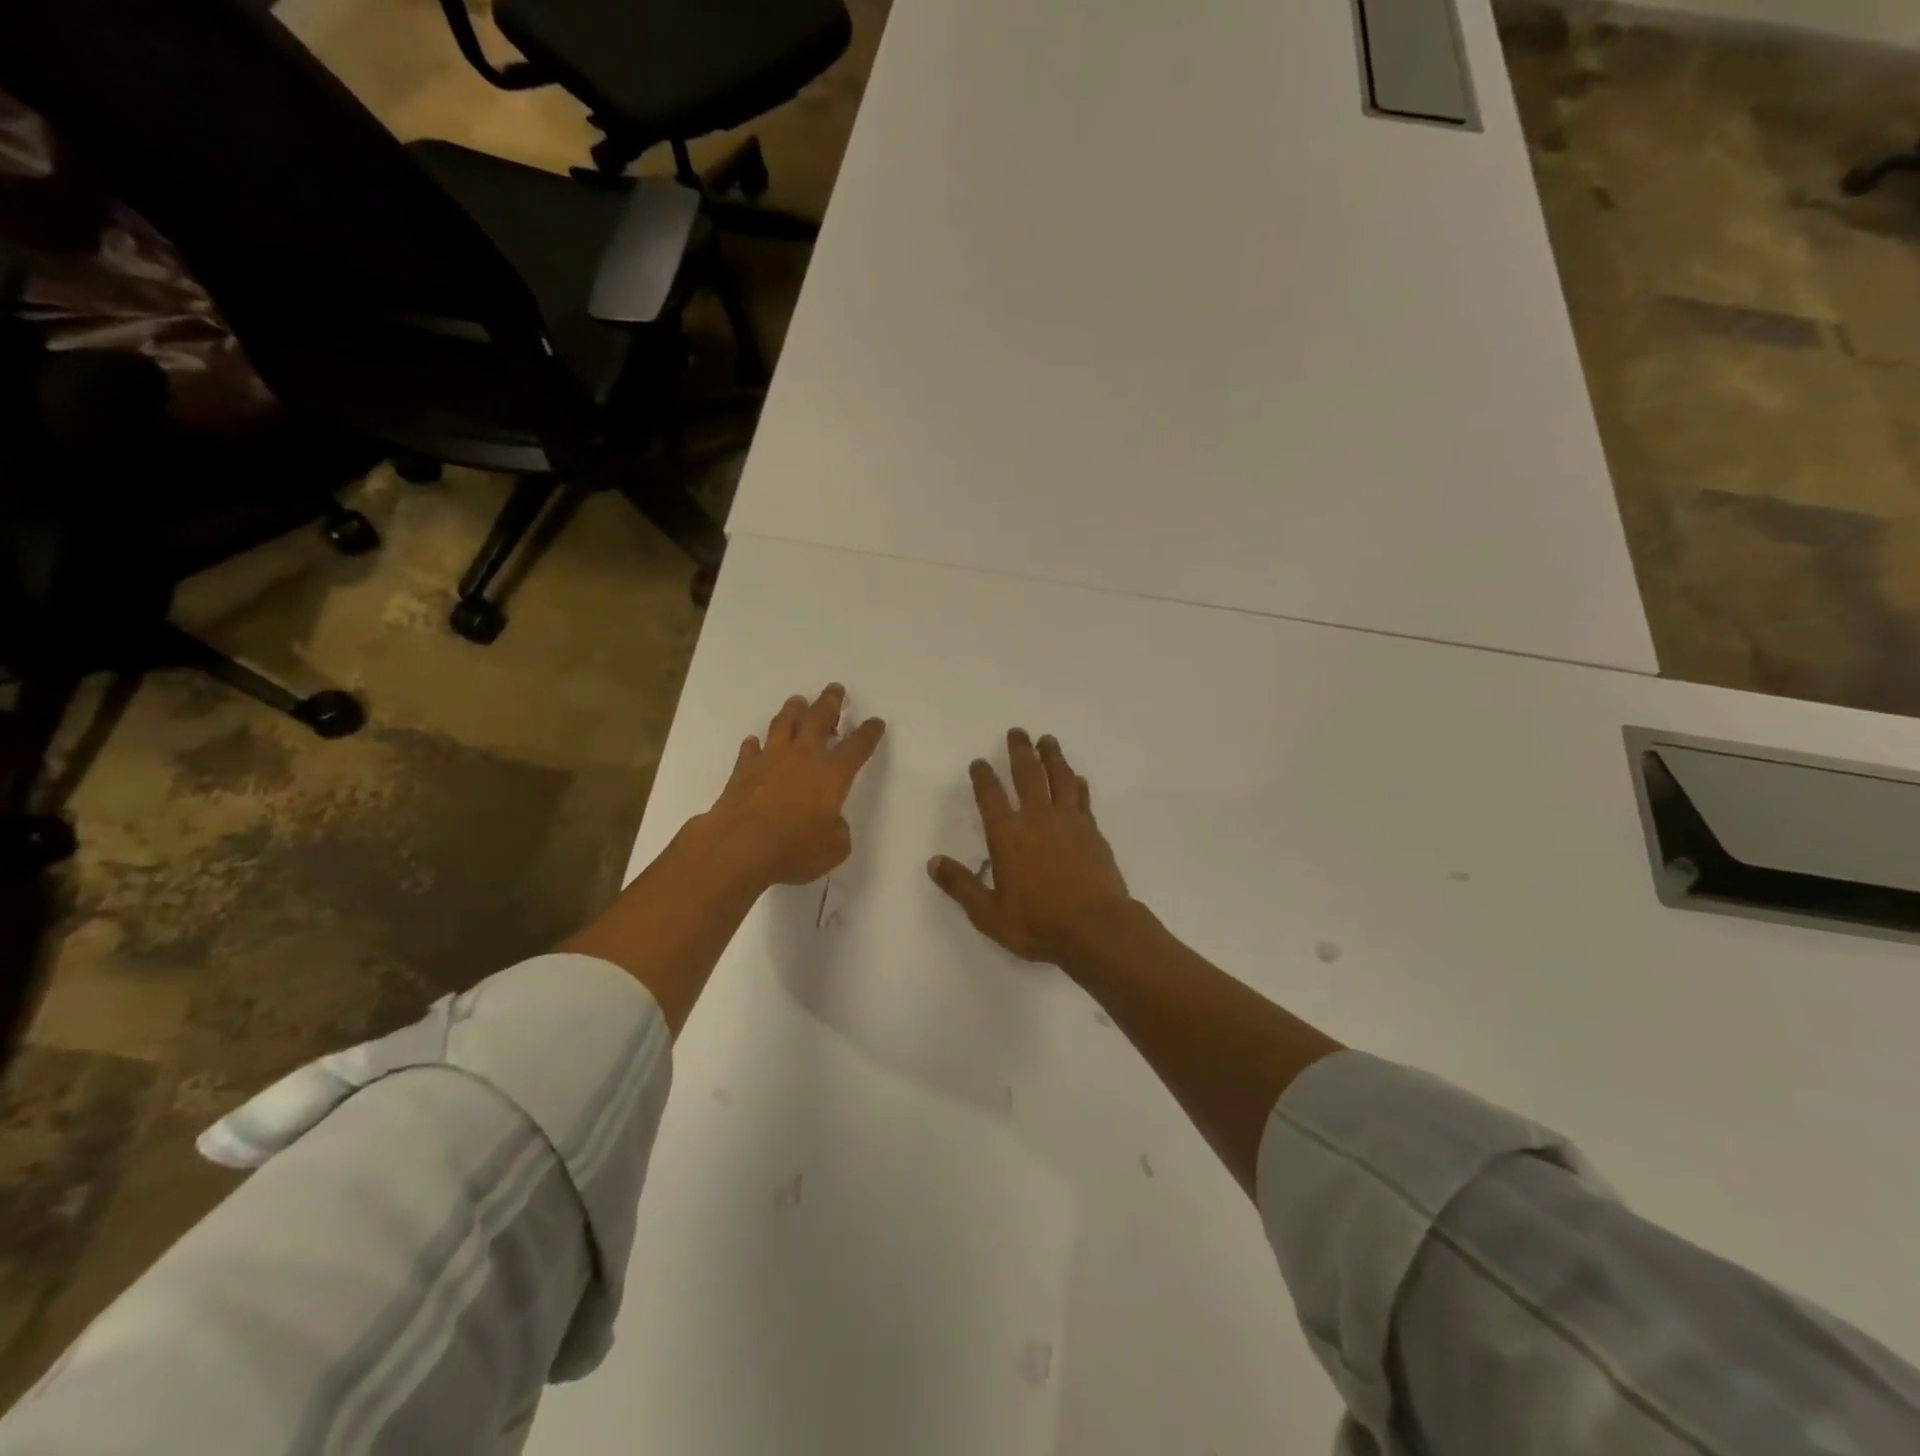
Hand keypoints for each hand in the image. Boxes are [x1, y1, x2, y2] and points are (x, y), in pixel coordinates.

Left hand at [703, 684, 886, 886]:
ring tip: (798, 701)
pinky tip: (754, 742)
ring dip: (793, 711)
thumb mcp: (833, 849)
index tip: (875, 722)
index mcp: (832, 774)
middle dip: (830, 703)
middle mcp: (803, 758)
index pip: (857, 747)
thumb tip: (832, 823)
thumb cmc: (793, 848)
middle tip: (835, 689)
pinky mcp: (743, 771)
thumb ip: (838, 832)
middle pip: (819, 720)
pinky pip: (751, 750)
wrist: (739, 846)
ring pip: (784, 725)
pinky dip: (754, 744)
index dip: (868, 733)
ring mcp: (770, 760)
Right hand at [929, 729, 1133, 963]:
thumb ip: (961, 885)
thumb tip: (933, 863)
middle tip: (1017, 732)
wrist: (1096, 928)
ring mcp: (1069, 821)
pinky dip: (1076, 783)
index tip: (979, 762)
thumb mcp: (988, 913)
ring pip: (1059, 778)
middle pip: (1027, 774)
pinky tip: (1076, 778)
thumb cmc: (1038, 923)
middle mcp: (1037, 819)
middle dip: (1019, 751)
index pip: (990, 796)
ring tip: (1047, 740)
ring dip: (1052, 756)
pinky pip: (1082, 798)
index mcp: (1007, 835)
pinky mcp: (1092, 831)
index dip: (982, 776)